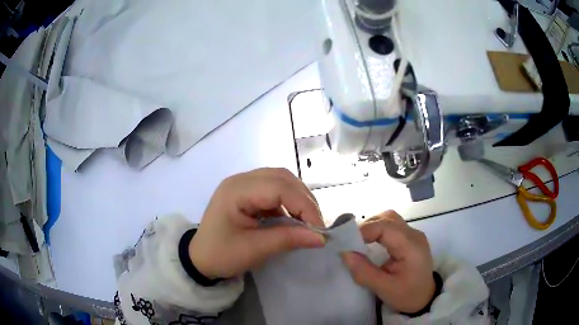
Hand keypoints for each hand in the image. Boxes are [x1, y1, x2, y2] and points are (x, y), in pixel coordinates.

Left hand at [189, 168, 325, 278]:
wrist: (200, 258)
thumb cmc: (221, 255)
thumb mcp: (254, 250)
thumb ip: (288, 240)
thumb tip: (321, 238)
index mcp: (236, 191)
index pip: (279, 187)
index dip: (303, 206)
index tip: (319, 229)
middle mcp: (240, 180)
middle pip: (282, 178)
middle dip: (304, 200)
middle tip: (316, 224)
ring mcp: (244, 184)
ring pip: (281, 181)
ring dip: (298, 199)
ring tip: (308, 221)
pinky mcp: (248, 192)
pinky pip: (275, 190)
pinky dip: (289, 203)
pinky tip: (293, 219)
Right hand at [342, 211, 434, 313]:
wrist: (424, 298)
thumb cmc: (407, 295)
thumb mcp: (384, 289)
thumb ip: (364, 272)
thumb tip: (344, 254)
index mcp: (411, 246)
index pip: (385, 227)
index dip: (364, 231)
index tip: (346, 242)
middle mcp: (414, 234)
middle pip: (388, 218)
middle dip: (366, 227)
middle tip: (350, 242)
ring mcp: (413, 234)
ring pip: (389, 219)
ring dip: (372, 226)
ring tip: (358, 241)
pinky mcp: (410, 238)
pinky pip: (392, 225)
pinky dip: (377, 229)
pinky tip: (369, 241)